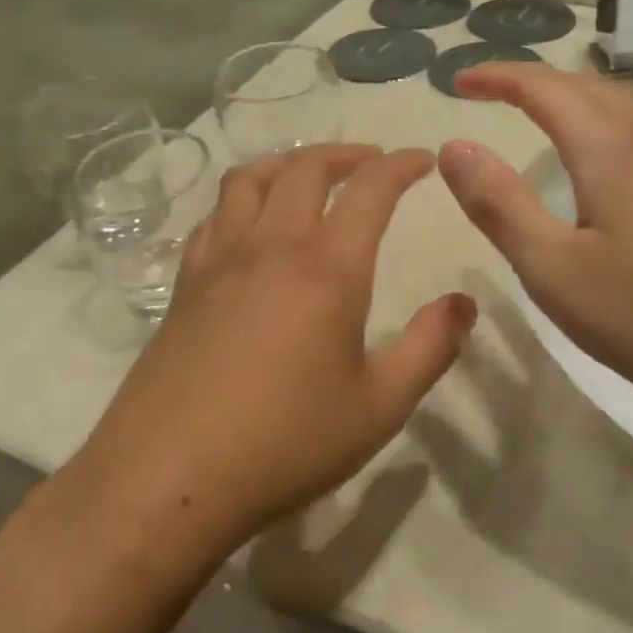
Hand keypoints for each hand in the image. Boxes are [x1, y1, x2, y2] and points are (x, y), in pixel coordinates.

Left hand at [80, 144, 476, 553]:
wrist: (168, 478)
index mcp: (326, 268)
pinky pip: (214, 216)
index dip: (401, 165)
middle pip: (304, 169)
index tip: (423, 159)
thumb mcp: (379, 406)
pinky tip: (249, 224)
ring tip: (309, 174)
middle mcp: (270, 246)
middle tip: (371, 162)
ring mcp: (219, 261)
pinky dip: (242, 199)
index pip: (370, 190)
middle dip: (344, 154)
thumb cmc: (286, 444)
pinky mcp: (184, 285)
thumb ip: (429, 348)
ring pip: (249, 180)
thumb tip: (464, 304)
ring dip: (287, 163)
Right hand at [438, 65, 632, 416]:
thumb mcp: (555, 269)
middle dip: (533, 83)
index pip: (542, 86)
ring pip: (620, 107)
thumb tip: (454, 146)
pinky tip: (603, 165)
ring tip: (538, 119)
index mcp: (610, 144)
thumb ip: (499, 204)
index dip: (496, 76)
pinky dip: (604, 128)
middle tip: (492, 95)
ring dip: (572, 102)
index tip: (458, 81)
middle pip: (585, 86)